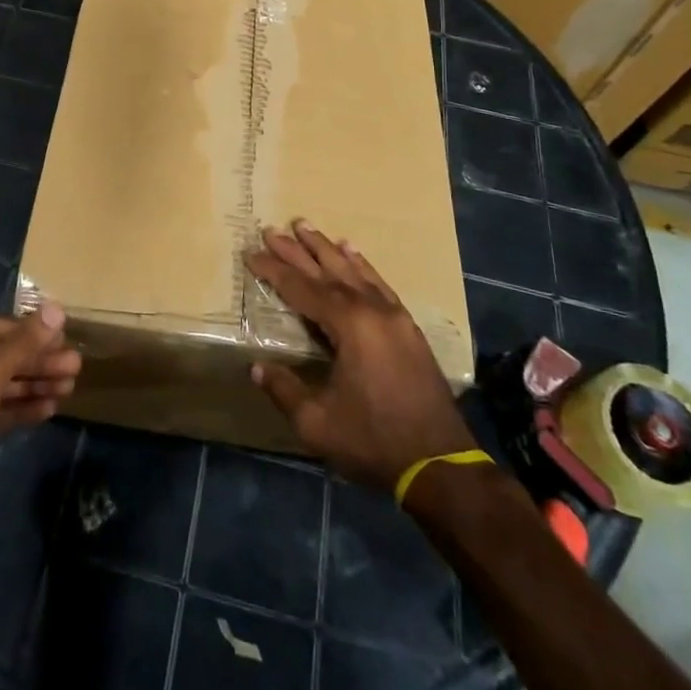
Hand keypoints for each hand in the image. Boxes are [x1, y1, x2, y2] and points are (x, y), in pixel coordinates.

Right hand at [248, 221, 475, 490]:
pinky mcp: (407, 327)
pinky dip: (361, 265)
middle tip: (271, 229)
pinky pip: (379, 283)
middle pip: (326, 271)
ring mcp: (393, 315)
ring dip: (326, 248)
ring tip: (305, 226)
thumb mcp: (318, 423)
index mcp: (348, 325)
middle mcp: (371, 309)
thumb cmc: (374, 441)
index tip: (250, 253)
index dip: (273, 270)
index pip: (300, 288)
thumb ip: (285, 390)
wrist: (440, 464)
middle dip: (295, 250)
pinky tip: (352, 252)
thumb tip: (256, 368)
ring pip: (353, 270)